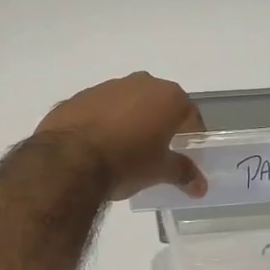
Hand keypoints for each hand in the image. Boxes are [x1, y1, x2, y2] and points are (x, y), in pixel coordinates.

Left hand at [36, 72, 206, 199]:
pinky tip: (98, 146)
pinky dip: (104, 123)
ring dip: (131, 121)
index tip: (186, 155)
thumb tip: (200, 186)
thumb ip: (183, 173)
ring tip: (124, 151)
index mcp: (167, 96)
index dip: (191, 136)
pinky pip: (101, 109)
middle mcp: (141, 82)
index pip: (190, 115)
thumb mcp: (160, 171)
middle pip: (159, 104)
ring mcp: (107, 86)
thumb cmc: (127, 162)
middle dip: (160, 125)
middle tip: (157, 152)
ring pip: (128, 103)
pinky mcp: (80, 96)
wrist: (68, 159)